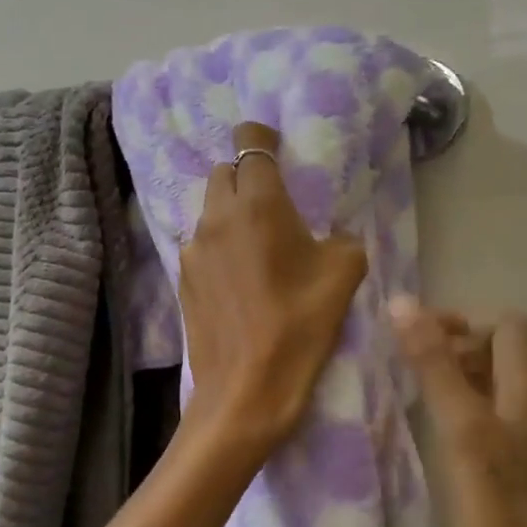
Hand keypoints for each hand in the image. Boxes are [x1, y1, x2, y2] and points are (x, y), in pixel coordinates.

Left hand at [178, 123, 367, 457]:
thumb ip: (342, 239)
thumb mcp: (344, 276)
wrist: (245, 390)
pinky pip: (201, 243)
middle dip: (245, 175)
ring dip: (231, 212)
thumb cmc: (300, 328)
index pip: (249, 142)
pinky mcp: (183, 277)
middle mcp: (217, 216)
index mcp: (257, 204)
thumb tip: (331, 237)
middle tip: (273, 202)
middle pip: (224, 172)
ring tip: (256, 244)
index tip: (274, 144)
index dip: (261, 136)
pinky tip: (239, 277)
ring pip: (209, 209)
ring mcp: (193, 247)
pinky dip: (219, 244)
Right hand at [391, 299, 526, 526]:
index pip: (507, 324)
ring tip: (441, 418)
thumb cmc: (508, 521)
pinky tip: (478, 460)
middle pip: (518, 355)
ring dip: (482, 389)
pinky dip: (501, 422)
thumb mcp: (462, 436)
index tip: (418, 347)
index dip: (461, 324)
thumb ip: (434, 366)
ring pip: (526, 394)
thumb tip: (403, 302)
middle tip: (421, 382)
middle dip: (467, 354)